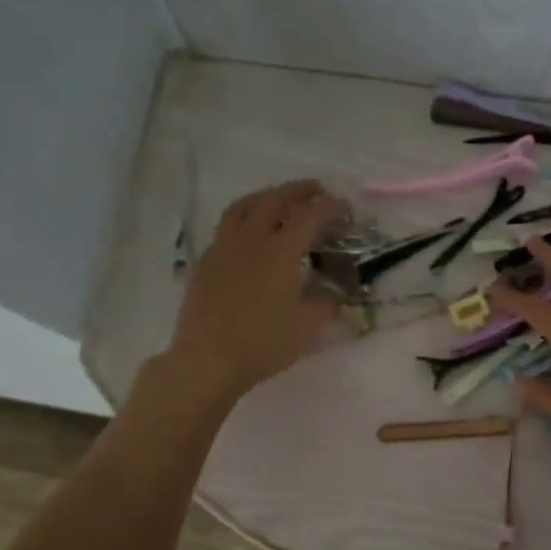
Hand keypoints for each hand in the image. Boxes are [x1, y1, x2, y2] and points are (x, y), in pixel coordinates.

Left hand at [162, 180, 346, 403]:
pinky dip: (244, 218)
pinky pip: (226, 227)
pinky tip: (249, 233)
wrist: (208, 360)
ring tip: (278, 199)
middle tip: (315, 190)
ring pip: (243, 207)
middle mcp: (251, 239)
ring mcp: (224, 248)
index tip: (344, 207)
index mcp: (280, 251)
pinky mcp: (206, 262)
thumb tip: (333, 292)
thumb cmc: (264, 343)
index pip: (309, 216)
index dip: (330, 207)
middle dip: (298, 190)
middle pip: (274, 200)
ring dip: (266, 196)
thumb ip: (327, 303)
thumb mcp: (309, 326)